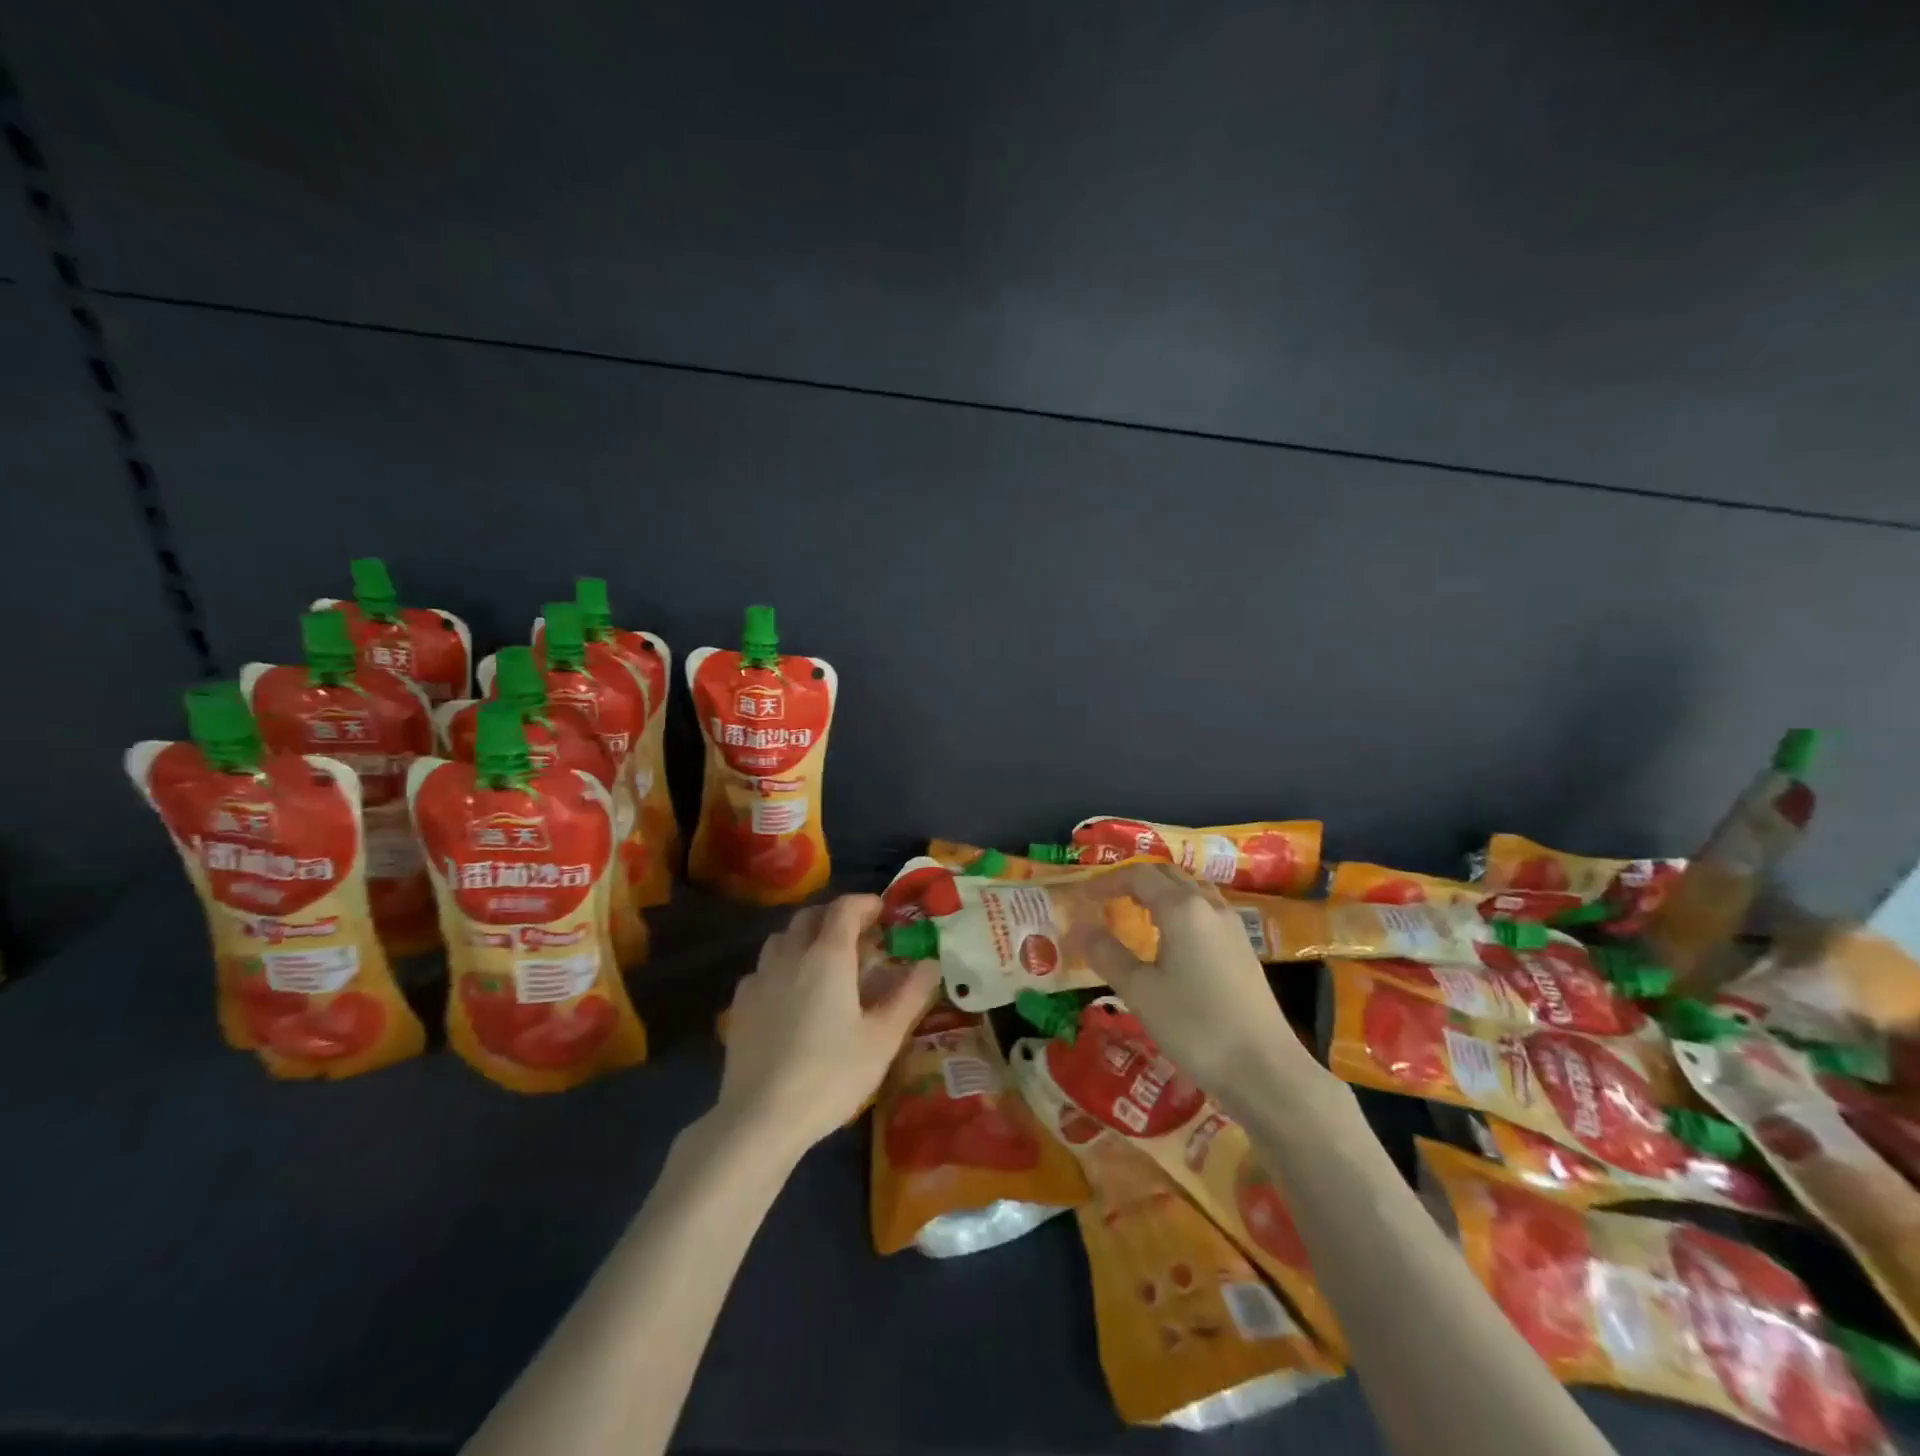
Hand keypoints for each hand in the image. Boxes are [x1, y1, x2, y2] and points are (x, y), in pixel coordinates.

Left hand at [716, 894, 939, 1160]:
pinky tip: (789, 994)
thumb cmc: (830, 1075)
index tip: (883, 913)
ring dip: (805, 937)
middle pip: (810, 916)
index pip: (845, 908)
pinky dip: (782, 966)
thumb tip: (931, 963)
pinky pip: (763, 969)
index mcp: (828, 956)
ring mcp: (759, 979)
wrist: (760, 1118)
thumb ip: (909, 995)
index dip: (865, 903)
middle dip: (835, 916)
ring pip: (781, 938)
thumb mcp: (882, 1038)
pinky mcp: (739, 1005)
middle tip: (858, 936)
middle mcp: (790, 955)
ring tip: (823, 961)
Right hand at [1073, 863, 1316, 1104]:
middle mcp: (1210, 907)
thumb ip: (1108, 954)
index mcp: (1183, 909)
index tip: (1083, 895)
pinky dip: (1181, 909)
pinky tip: (1171, 939)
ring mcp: (1232, 927)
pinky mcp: (1243, 949)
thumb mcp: (1140, 992)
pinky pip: (1205, 910)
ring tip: (1136, 912)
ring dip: (1161, 892)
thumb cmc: (1196, 1026)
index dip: (1108, 880)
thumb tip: (1082, 927)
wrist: (1266, 1070)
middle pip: (1168, 875)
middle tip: (1107, 899)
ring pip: (1191, 890)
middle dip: (1135, 880)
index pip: (1139, 875)